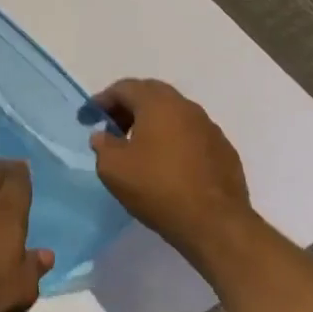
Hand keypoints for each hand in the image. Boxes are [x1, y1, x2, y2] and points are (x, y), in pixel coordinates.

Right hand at [90, 79, 256, 253]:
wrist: (215, 224)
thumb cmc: (157, 188)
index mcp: (158, 104)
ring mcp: (210, 128)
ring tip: (137, 146)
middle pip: (152, 95)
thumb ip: (103, 145)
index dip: (102, 100)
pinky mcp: (224, 151)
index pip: (125, 88)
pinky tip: (165, 163)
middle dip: (128, 106)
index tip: (88, 117)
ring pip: (174, 114)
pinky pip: (191, 134)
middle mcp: (187, 108)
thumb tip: (104, 136)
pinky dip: (173, 139)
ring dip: (152, 122)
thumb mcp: (112, 167)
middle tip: (112, 126)